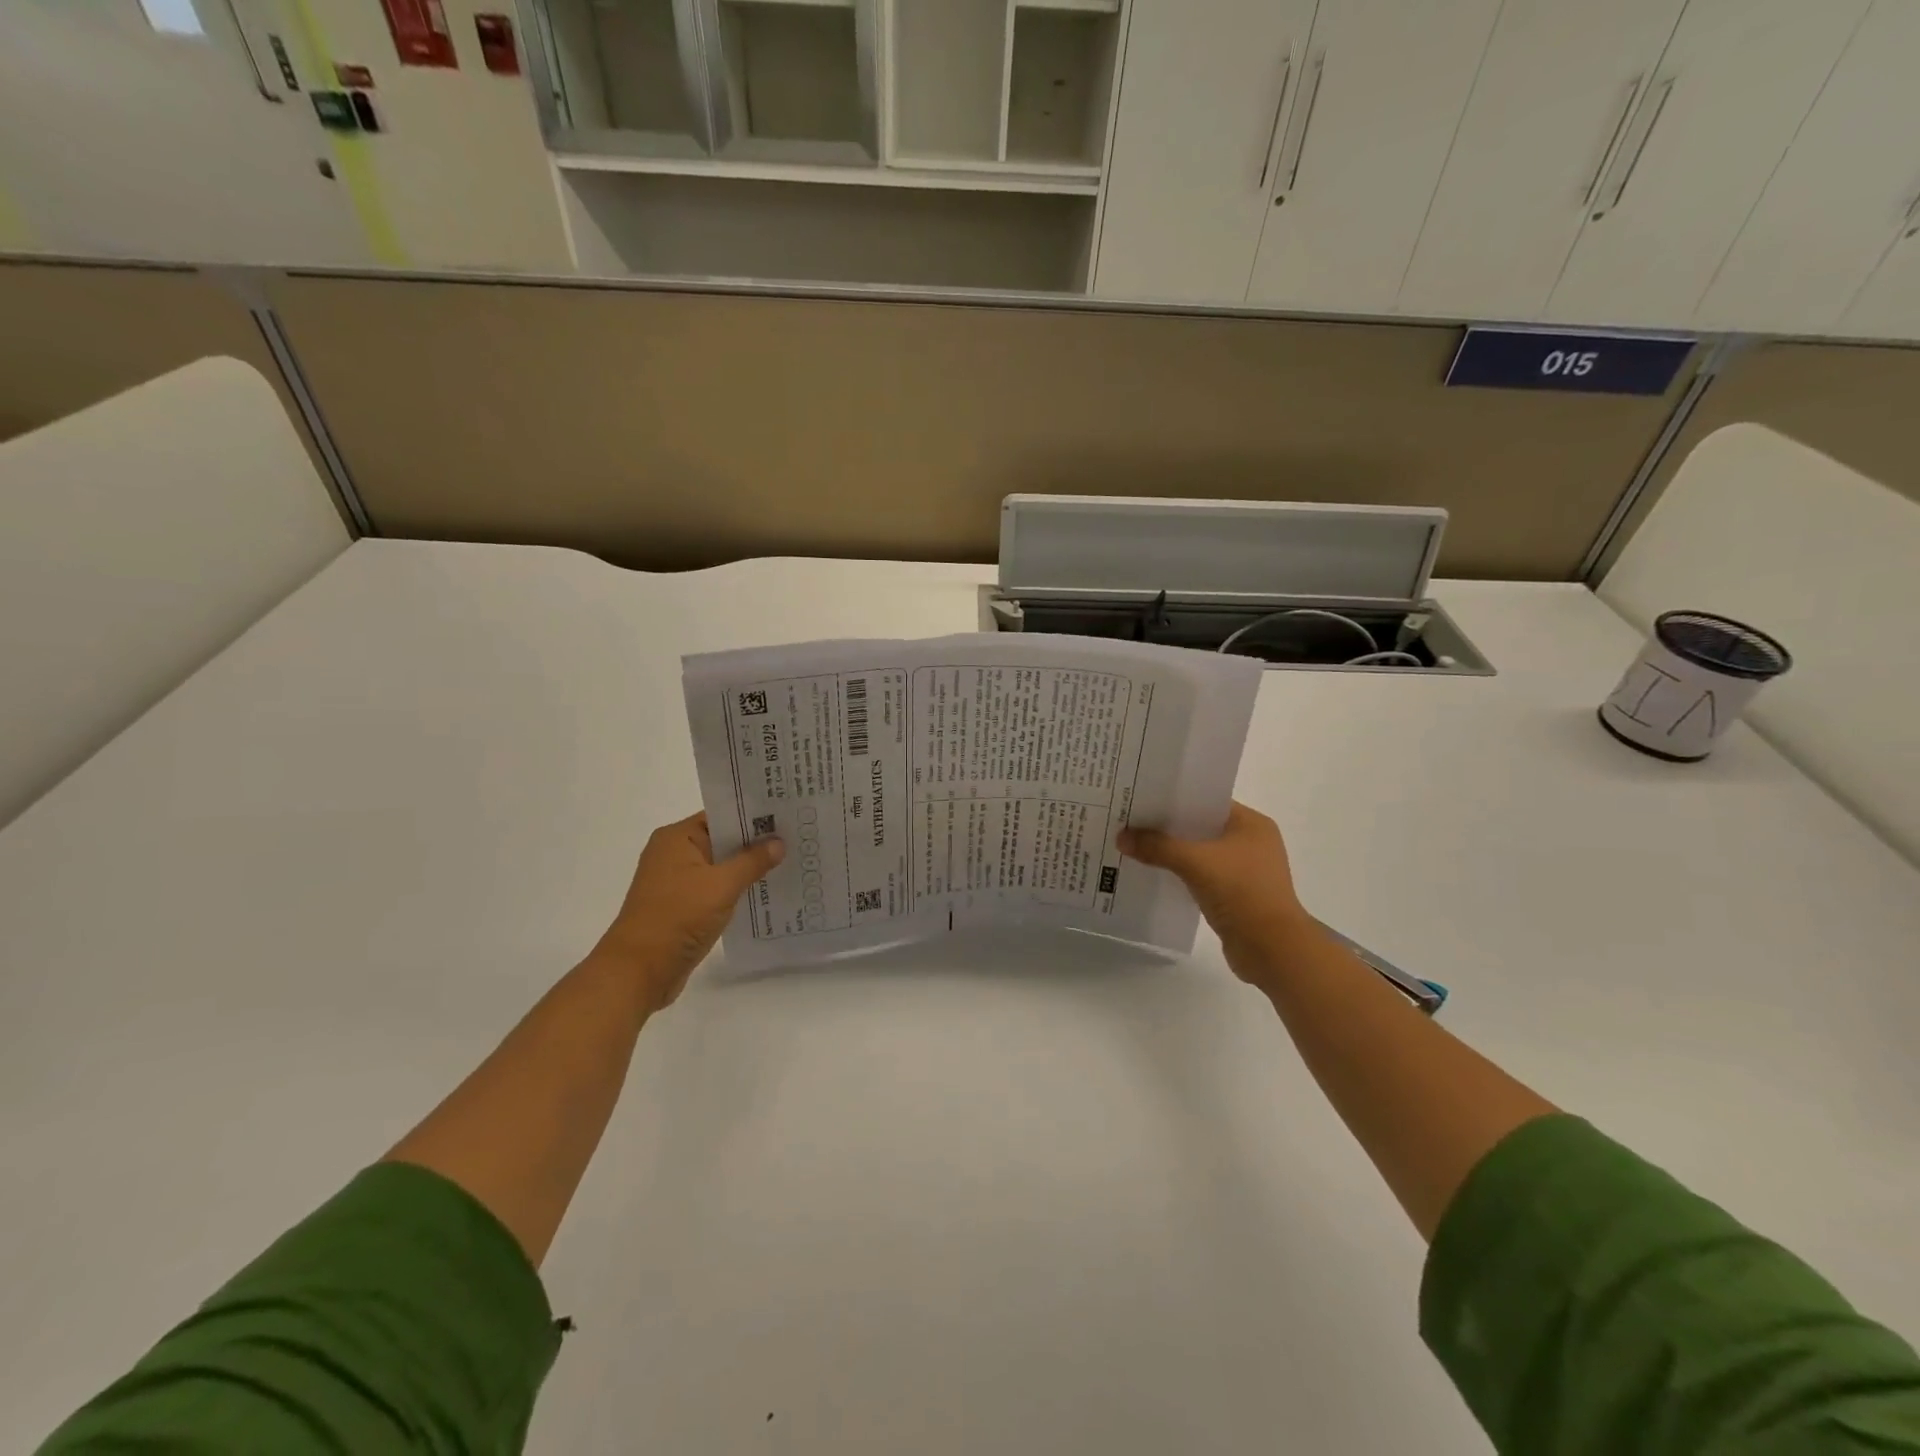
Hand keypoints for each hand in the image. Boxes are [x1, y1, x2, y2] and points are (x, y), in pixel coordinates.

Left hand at [593, 812, 783, 1013]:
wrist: (639, 971)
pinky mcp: (684, 907)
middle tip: (797, 837)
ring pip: (722, 866)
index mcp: (677, 838)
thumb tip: (779, 842)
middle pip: (723, 840)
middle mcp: (675, 854)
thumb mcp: (721, 885)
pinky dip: (738, 889)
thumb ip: (752, 861)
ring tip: (791, 862)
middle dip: (757, 842)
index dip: (754, 815)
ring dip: (750, 868)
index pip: (721, 815)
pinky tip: (768, 891)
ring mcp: (678, 882)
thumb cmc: (677, 917)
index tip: (787, 815)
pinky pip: (718, 889)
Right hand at [1117, 802, 1309, 987]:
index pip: (1207, 801)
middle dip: (1169, 827)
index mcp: (1252, 824)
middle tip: (1132, 821)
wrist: (1272, 949)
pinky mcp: (1237, 896)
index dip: (1175, 799)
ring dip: (1174, 853)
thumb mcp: (1195, 863)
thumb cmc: (1241, 892)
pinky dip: (1182, 874)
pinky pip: (1202, 876)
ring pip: (1201, 853)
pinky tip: (1155, 875)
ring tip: (1137, 846)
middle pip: (1201, 827)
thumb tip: (1121, 837)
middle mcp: (1252, 842)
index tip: (1143, 799)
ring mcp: (1246, 871)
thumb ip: (1158, 847)